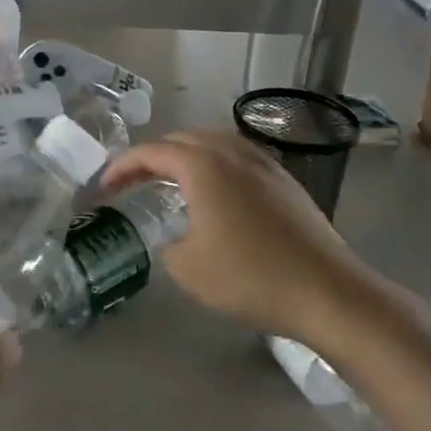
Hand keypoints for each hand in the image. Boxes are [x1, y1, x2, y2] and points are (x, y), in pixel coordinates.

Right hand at [103, 129, 371, 342]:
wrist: (326, 291)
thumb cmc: (249, 276)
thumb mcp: (188, 268)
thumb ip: (167, 245)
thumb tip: (175, 239)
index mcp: (204, 166)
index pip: (153, 152)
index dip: (123, 166)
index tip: (104, 186)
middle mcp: (234, 153)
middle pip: (184, 139)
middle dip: (152, 156)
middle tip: (132, 181)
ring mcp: (265, 165)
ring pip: (215, 143)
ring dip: (185, 156)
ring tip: (170, 179)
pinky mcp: (285, 182)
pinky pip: (238, 158)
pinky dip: (214, 165)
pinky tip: (214, 193)